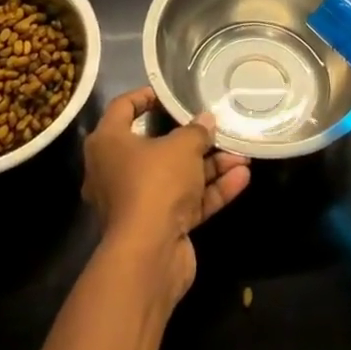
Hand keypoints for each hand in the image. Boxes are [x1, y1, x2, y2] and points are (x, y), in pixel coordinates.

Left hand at [82, 88, 251, 302]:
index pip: (122, 108)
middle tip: (214, 126)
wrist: (149, 255)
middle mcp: (117, 171)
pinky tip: (242, 178)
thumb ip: (196, 131)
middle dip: (191, 139)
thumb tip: (206, 120)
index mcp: (108, 144)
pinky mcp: (158, 227)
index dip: (145, 96)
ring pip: (176, 176)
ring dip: (209, 165)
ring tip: (242, 153)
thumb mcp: (181, 147)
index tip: (168, 94)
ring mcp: (137, 202)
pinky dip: (211, 190)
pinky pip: (186, 201)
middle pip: (155, 146)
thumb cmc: (155, 183)